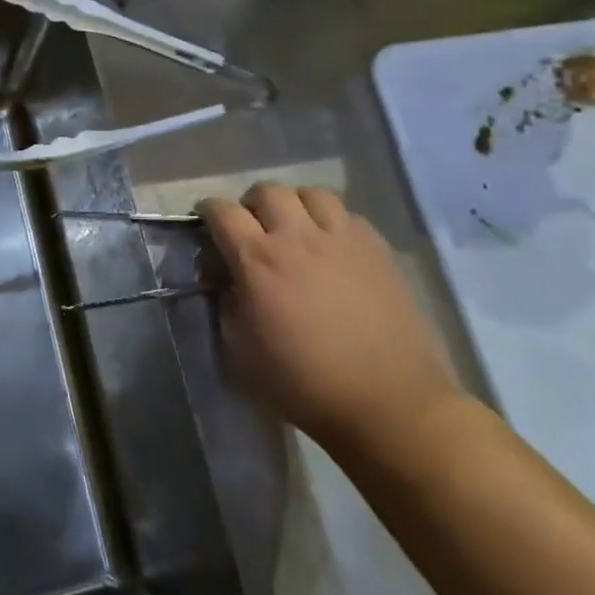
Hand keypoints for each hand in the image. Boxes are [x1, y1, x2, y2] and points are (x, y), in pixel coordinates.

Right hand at [199, 183, 464, 465]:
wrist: (388, 403)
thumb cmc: (304, 383)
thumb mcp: (240, 352)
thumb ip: (226, 305)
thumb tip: (226, 281)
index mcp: (258, 260)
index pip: (221, 211)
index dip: (207, 212)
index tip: (205, 224)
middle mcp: (297, 236)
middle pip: (266, 191)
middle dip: (251, 205)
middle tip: (252, 230)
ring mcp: (341, 238)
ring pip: (309, 192)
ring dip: (294, 205)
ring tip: (295, 229)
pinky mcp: (376, 248)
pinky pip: (346, 213)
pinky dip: (330, 220)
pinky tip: (331, 247)